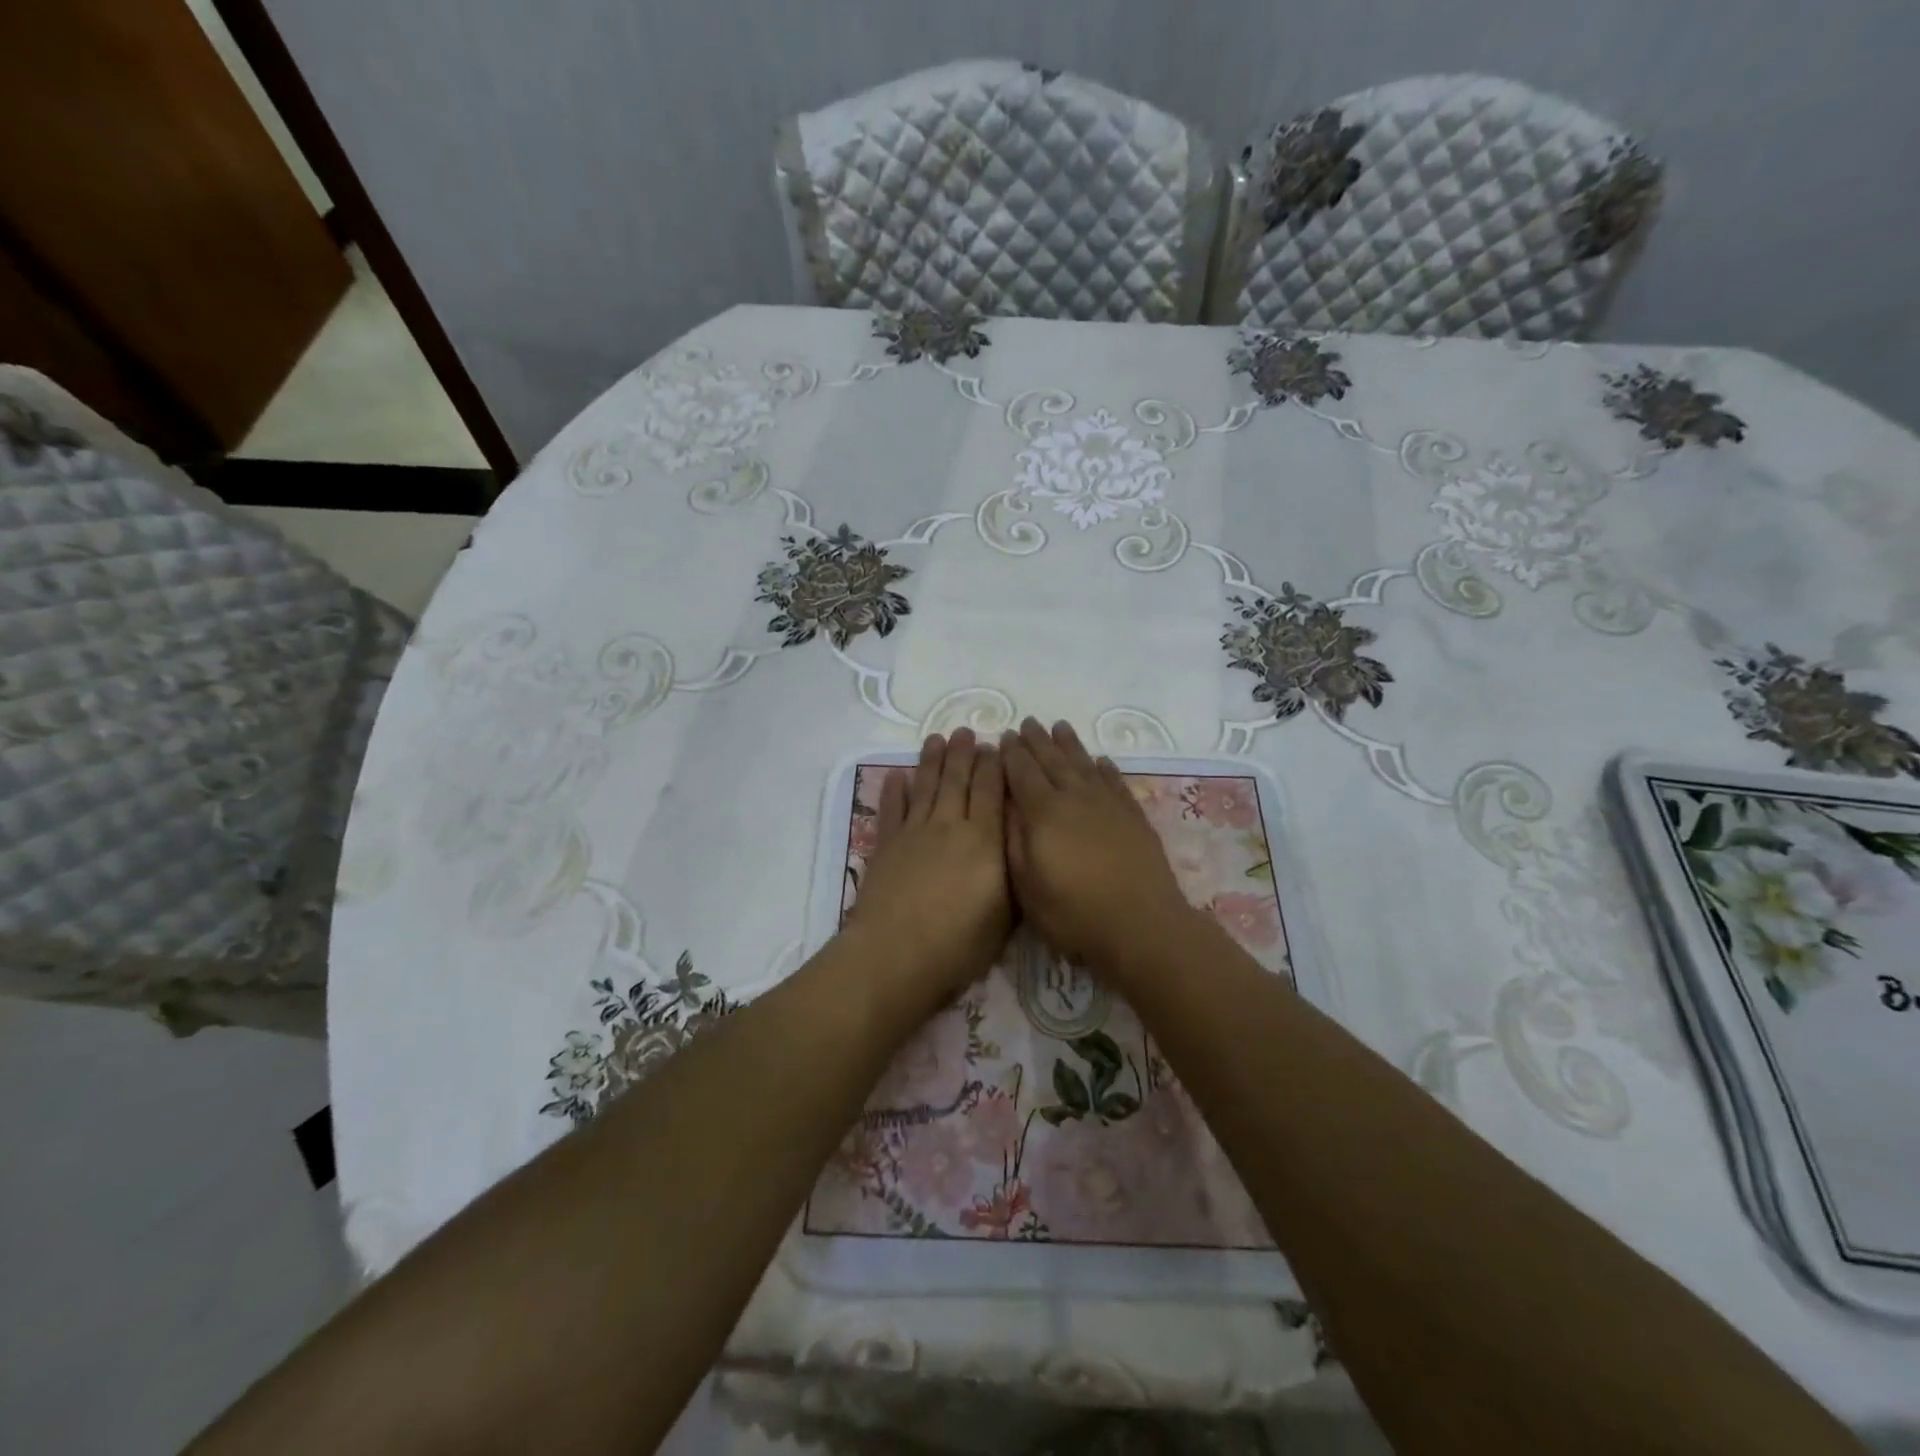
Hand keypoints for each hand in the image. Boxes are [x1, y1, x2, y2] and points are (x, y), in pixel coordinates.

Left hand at [848, 728, 1010, 997]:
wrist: (895, 954)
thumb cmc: (958, 944)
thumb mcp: (1005, 916)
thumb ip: (1012, 875)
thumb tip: (1018, 845)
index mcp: (983, 840)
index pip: (991, 792)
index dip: (994, 767)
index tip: (996, 745)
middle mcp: (949, 826)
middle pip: (957, 781)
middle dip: (963, 754)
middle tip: (965, 732)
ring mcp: (914, 833)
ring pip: (926, 787)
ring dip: (931, 761)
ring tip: (936, 739)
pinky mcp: (886, 846)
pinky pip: (892, 810)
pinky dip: (894, 791)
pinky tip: (896, 775)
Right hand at [1000, 718, 1196, 970]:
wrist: (1141, 924)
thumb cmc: (1074, 912)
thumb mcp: (1027, 885)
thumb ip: (1014, 839)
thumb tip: (1006, 804)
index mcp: (1044, 813)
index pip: (1022, 773)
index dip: (1012, 755)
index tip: (1004, 736)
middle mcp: (1075, 798)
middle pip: (1053, 761)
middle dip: (1037, 741)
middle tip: (1028, 722)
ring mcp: (1108, 805)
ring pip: (1084, 764)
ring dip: (1070, 745)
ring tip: (1059, 726)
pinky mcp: (1133, 816)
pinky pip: (1115, 782)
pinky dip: (1104, 768)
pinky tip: (1100, 761)